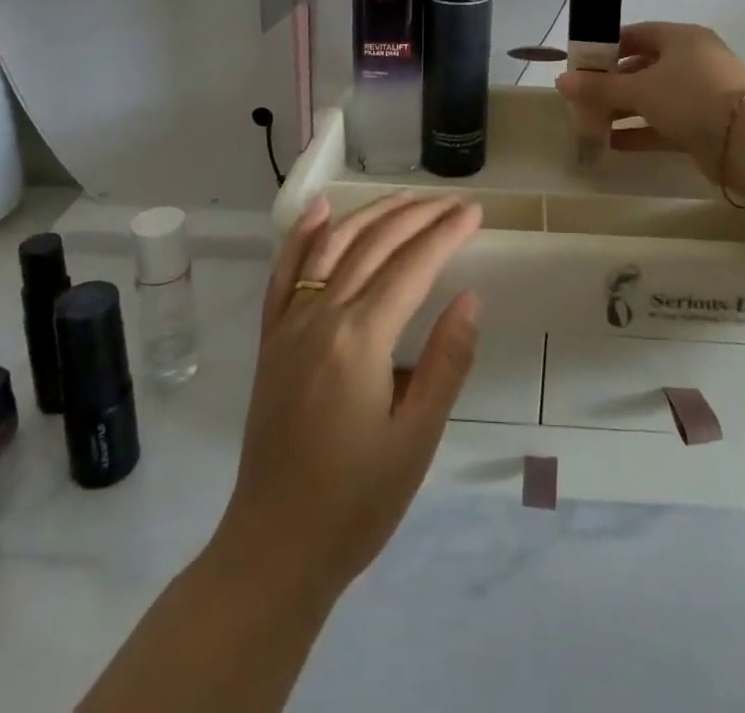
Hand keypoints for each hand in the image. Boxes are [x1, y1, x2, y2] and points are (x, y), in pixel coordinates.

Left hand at [209, 193, 481, 601]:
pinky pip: (284, 274)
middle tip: (453, 202)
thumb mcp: (417, 438)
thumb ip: (446, 361)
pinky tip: (320, 210)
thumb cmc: (357, 501)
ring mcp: (289, 324)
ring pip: (332, 247)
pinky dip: (302, 236)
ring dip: (371, 215)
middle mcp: (321, 316)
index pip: (412, 267)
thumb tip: (469, 296)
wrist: (275, 548)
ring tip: (406, 197)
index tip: (474, 212)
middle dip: (417, 217)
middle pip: (375, 246)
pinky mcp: (270, 339)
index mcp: (360, 339)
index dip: (446, 234)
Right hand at [555, 21, 744, 179]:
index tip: (582, 65)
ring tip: (592, 123)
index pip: (636, 34)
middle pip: (644, 67)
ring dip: (625, 110)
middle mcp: (693, 60)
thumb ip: (599, 87)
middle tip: (584, 97)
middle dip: (613, 83)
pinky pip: (666, 123)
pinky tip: (614, 144)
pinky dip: (642, 131)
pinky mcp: (706, 124)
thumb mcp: (639, 89)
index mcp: (681, 38)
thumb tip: (561, 81)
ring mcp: (702, 93)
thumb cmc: (690, 97)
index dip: (607, 48)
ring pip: (655, 97)